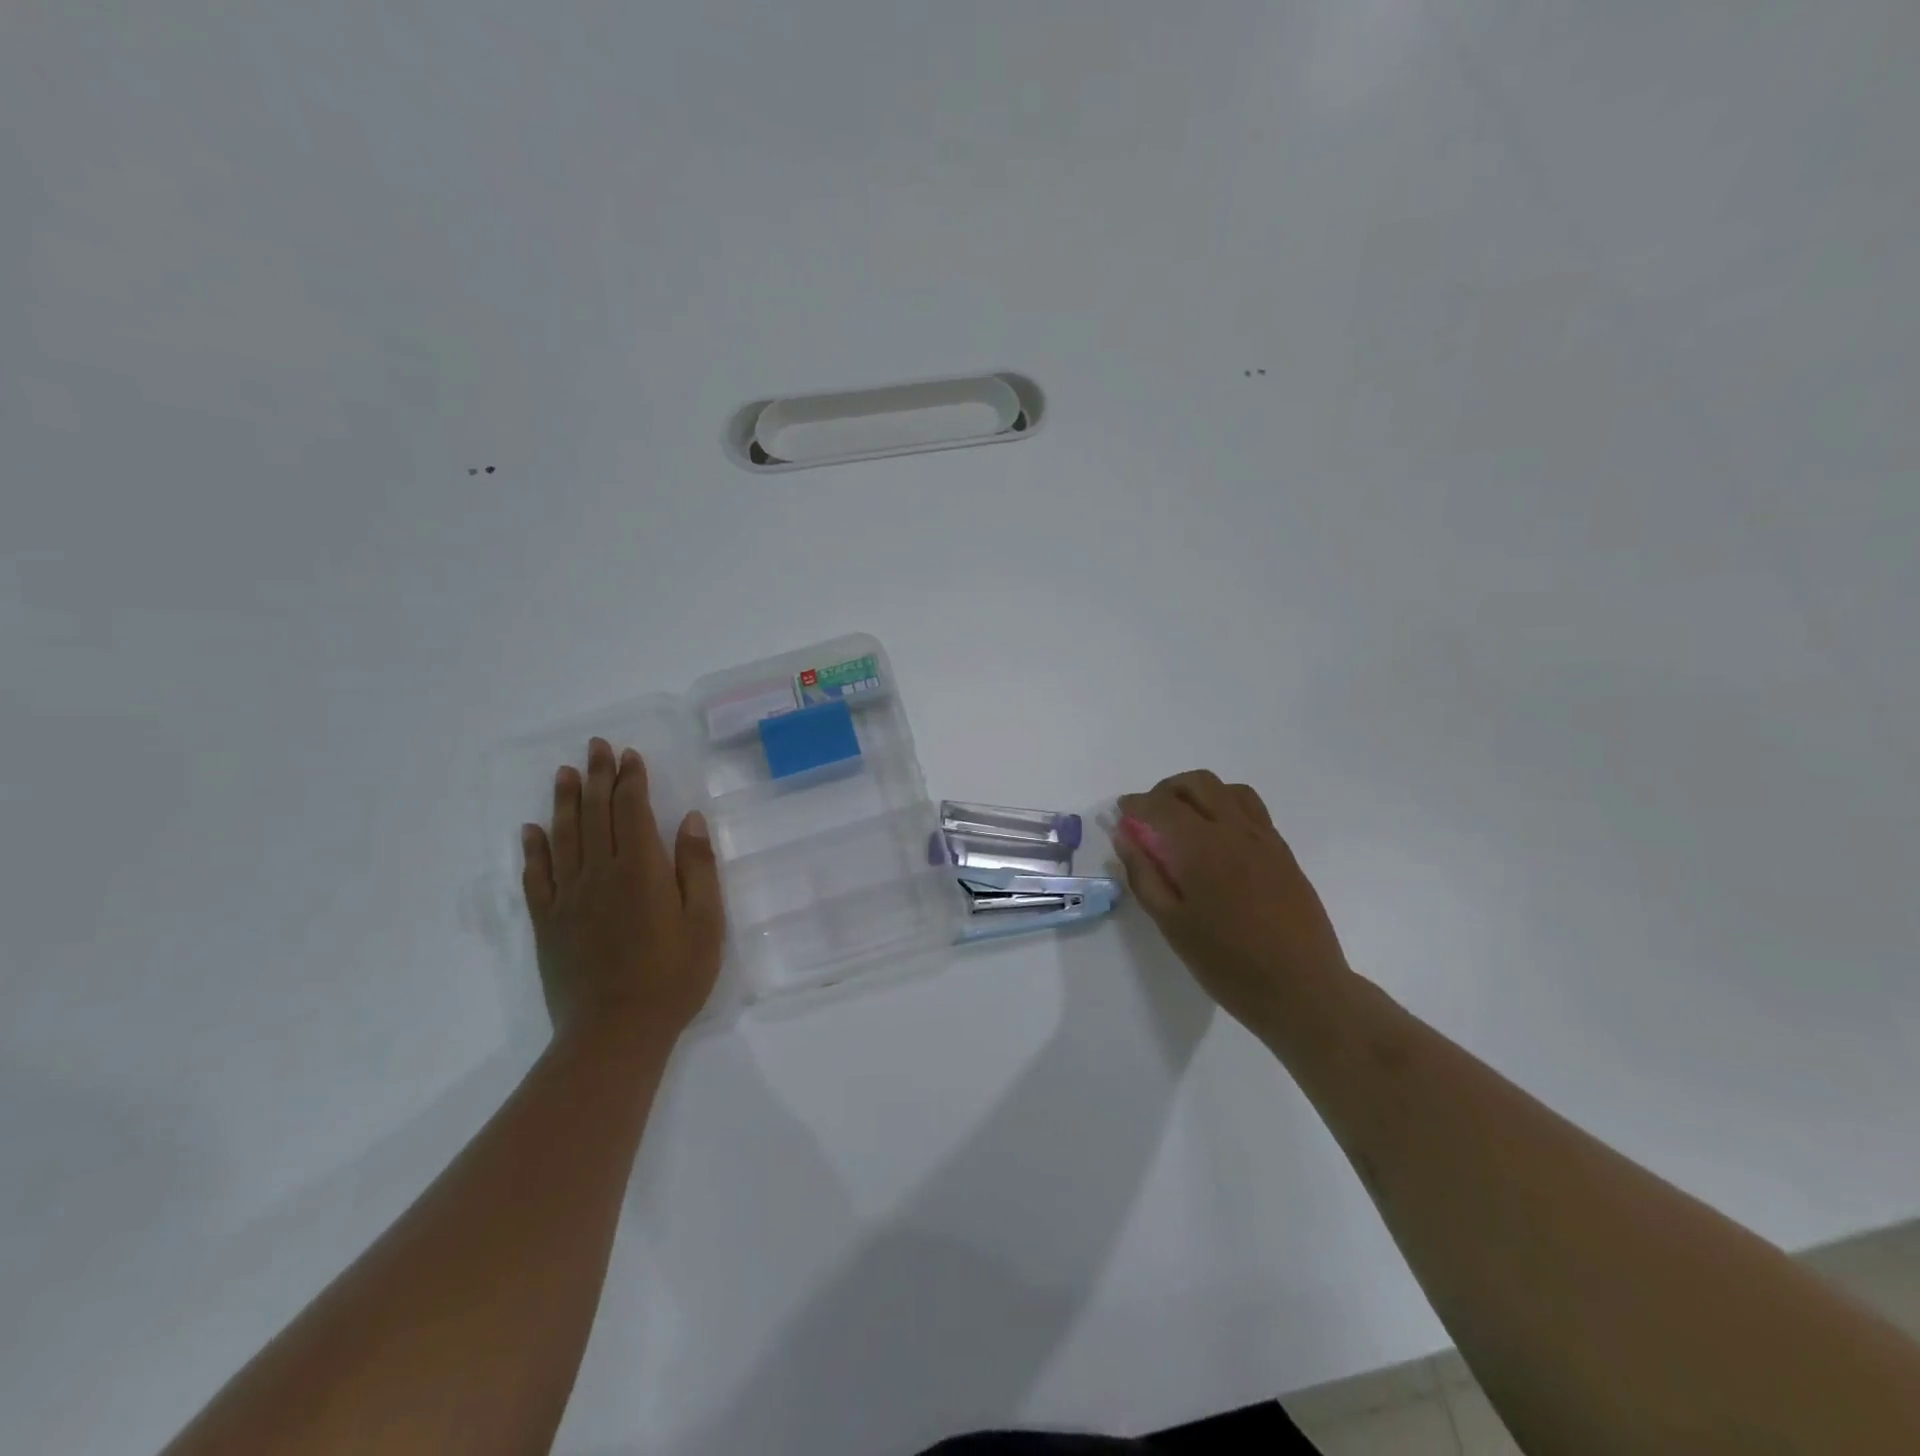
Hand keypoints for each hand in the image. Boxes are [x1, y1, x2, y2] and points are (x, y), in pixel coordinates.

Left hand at [520, 739, 724, 1050]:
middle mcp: (599, 874)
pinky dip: (534, 849)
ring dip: (565, 801)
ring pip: (564, 837)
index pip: (631, 811)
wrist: (614, 1034)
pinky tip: (532, 830)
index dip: (631, 780)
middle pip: (596, 814)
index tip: (630, 754)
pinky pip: (536, 876)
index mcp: (641, 871)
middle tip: (596, 746)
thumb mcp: (705, 923)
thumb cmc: (672, 978)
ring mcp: (568, 898)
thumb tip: (688, 820)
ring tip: (565, 772)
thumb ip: (697, 868)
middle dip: (599, 777)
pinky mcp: (548, 923)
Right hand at [1114, 770, 1350, 1036]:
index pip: (1162, 805)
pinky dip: (1227, 807)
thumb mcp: (1172, 924)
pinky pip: (1252, 811)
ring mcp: (1265, 839)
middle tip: (1150, 815)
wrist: (1302, 989)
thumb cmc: (1227, 963)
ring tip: (1185, 820)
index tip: (1122, 812)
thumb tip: (1125, 837)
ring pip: (1230, 790)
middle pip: (1198, 784)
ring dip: (1200, 793)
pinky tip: (1218, 840)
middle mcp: (1235, 830)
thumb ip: (1144, 875)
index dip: (1136, 803)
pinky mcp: (1284, 853)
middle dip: (1167, 790)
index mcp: (1203, 846)